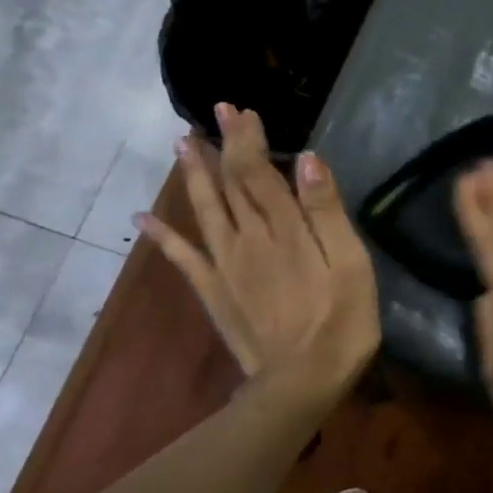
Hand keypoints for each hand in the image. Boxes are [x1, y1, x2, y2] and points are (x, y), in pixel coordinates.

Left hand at [137, 104, 378, 395]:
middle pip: (231, 182)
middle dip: (223, 144)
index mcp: (284, 229)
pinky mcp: (213, 292)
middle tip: (216, 112)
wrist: (301, 382)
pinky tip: (142, 217)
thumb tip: (305, 158)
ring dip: (193, 174)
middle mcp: (247, 238)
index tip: (240, 110)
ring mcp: (225, 265)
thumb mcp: (350, 263)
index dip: (248, 139)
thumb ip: (326, 211)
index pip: (258, 171)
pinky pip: (182, 257)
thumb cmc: (341, 321)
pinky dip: (162, 235)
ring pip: (205, 209)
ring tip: (182, 144)